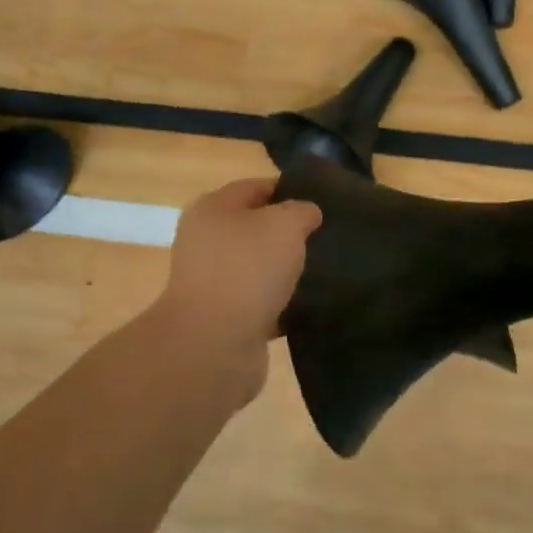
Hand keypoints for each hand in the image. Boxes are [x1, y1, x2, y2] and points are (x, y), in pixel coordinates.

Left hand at [149, 179, 322, 394]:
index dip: (289, 189)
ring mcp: (212, 283)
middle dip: (289, 232)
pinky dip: (281, 304)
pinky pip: (259, 303)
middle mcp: (206, 242)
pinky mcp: (224, 319)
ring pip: (258, 267)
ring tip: (324, 271)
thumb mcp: (285, 225)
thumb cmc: (247, 269)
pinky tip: (309, 306)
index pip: (256, 187)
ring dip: (285, 270)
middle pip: (255, 228)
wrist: (214, 344)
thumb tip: (306, 214)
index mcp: (212, 209)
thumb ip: (301, 211)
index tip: (323, 201)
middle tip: (327, 237)